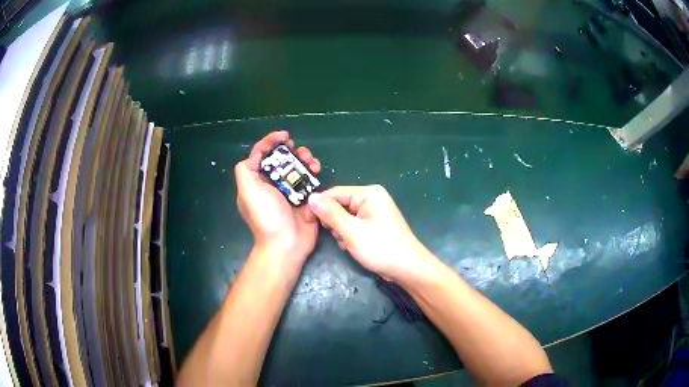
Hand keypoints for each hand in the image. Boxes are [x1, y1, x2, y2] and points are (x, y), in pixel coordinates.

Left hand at [235, 131, 320, 267]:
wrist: (286, 243)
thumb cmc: (266, 216)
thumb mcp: (247, 191)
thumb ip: (246, 169)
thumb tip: (256, 154)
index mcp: (257, 181)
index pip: (261, 155)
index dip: (270, 142)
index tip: (284, 136)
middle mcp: (272, 184)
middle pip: (281, 159)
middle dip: (291, 151)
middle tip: (299, 150)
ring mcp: (290, 191)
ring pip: (297, 167)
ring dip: (305, 159)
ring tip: (311, 160)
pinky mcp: (305, 198)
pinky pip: (309, 180)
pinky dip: (313, 172)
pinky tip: (317, 170)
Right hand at [307, 185, 433, 281]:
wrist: (408, 269)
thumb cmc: (381, 248)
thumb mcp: (352, 231)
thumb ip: (330, 214)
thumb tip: (311, 197)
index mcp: (369, 193)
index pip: (335, 193)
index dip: (319, 206)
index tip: (307, 221)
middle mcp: (372, 199)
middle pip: (340, 205)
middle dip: (335, 223)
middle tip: (341, 238)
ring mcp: (374, 213)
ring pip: (345, 218)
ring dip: (342, 232)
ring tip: (350, 245)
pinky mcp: (375, 225)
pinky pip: (354, 226)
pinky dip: (350, 237)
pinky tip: (355, 247)